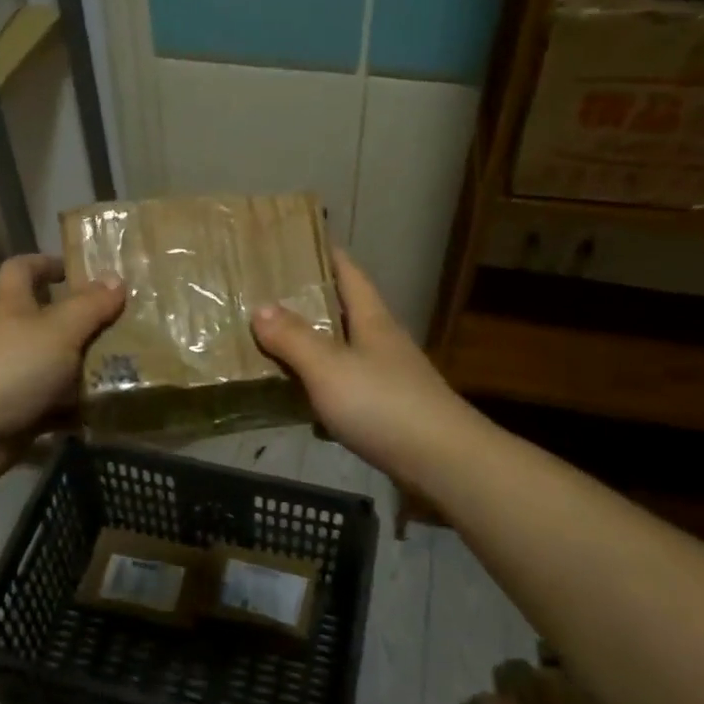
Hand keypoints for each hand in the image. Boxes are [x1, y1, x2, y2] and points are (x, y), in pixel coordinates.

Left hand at [0, 254, 125, 487]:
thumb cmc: (10, 367)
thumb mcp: (59, 330)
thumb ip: (90, 306)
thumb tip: (116, 277)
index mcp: (12, 306)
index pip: (22, 270)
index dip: (45, 263)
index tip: (76, 269)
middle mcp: (9, 337)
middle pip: (46, 321)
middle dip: (82, 323)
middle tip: (125, 325)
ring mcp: (11, 378)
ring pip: (55, 366)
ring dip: (85, 368)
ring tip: (130, 368)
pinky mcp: (17, 415)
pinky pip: (54, 407)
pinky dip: (76, 409)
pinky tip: (108, 409)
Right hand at [252, 250, 477, 489]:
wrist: (442, 462)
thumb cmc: (383, 404)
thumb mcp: (328, 367)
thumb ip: (293, 337)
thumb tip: (260, 307)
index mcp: (372, 319)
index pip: (349, 272)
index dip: (325, 254)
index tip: (295, 241)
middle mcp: (382, 341)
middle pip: (344, 310)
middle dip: (310, 301)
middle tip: (267, 295)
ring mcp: (388, 377)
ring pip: (343, 351)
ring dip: (313, 346)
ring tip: (273, 344)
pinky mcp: (387, 410)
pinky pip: (345, 389)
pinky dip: (321, 389)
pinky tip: (299, 402)